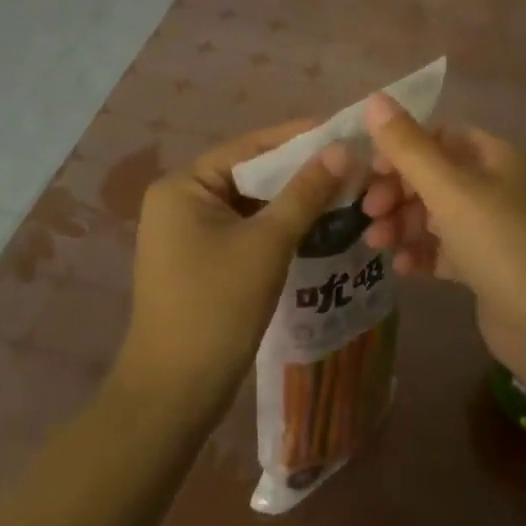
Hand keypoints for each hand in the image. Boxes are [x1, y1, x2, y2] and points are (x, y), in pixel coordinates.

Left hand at [117, 121, 348, 413]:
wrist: (174, 394)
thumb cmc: (217, 308)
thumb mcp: (267, 243)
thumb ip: (305, 192)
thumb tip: (341, 149)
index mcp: (183, 186)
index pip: (249, 147)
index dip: (298, 138)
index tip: (343, 131)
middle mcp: (180, 201)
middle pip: (251, 175)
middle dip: (300, 173)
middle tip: (351, 165)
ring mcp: (188, 234)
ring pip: (251, 204)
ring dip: (293, 202)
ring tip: (344, 192)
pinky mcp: (201, 261)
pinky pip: (246, 230)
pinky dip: (279, 227)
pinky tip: (318, 227)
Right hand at [360, 96, 525, 391]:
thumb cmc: (500, 242)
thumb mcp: (450, 190)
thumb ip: (408, 147)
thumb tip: (374, 98)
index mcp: (492, 157)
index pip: (438, 136)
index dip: (401, 149)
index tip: (371, 171)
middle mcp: (492, 186)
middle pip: (431, 176)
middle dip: (396, 191)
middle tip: (368, 212)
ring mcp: (488, 227)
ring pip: (433, 214)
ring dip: (401, 223)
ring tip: (376, 243)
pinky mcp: (482, 265)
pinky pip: (442, 249)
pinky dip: (419, 253)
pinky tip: (401, 268)